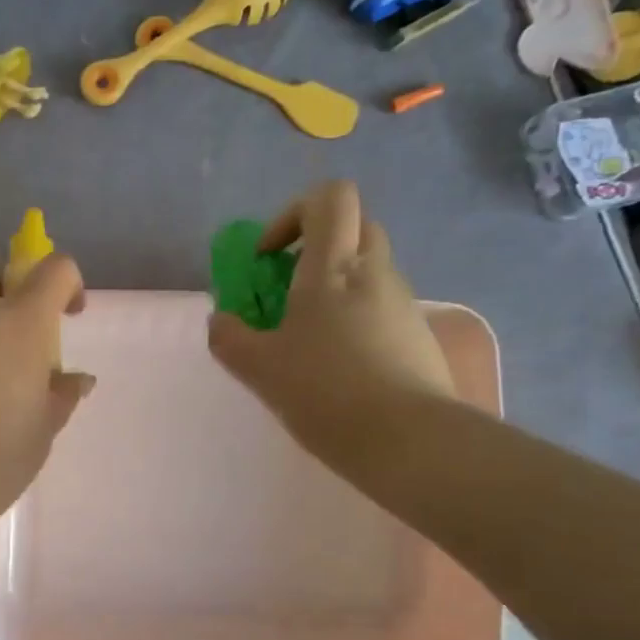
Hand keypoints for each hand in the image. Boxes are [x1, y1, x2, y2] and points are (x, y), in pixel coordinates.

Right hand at [208, 180, 453, 464]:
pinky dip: (354, 320)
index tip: (268, 257)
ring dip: (334, 287)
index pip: (330, 198)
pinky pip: (381, 308)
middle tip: (286, 289)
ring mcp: (403, 304)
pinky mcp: (419, 336)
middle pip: (353, 227)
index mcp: (333, 268)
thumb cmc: (325, 391)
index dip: (294, 213)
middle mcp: (375, 273)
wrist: (409, 441)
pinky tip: (337, 368)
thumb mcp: (259, 368)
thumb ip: (229, 338)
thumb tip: (221, 322)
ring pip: (368, 271)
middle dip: (315, 247)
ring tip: (307, 340)